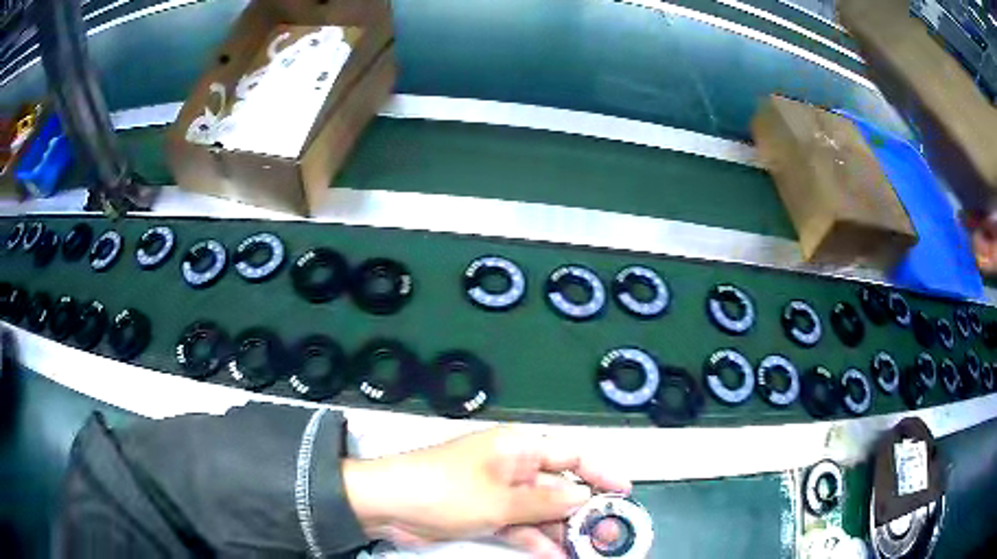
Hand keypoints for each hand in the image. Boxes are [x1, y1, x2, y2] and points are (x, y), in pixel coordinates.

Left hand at [343, 427, 630, 557]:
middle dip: (583, 511)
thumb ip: (546, 501)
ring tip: (588, 551)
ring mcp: (500, 492)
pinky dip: (536, 539)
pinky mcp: (487, 513)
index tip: (625, 491)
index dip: (600, 472)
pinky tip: (555, 555)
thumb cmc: (447, 491)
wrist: (388, 505)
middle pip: (559, 486)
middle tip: (608, 534)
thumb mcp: (500, 499)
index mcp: (518, 447)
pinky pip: (521, 525)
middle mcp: (513, 466)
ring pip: (542, 510)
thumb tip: (584, 496)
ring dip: (562, 530)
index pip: (571, 454)